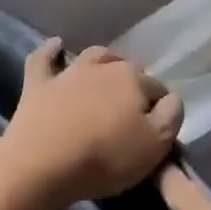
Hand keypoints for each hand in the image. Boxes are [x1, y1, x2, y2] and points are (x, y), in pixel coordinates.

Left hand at [0, 39, 183, 206]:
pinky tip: (56, 45)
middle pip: (127, 70)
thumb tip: (173, 98)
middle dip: (133, 84)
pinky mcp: (38, 85)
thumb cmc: (105, 157)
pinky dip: (50, 51)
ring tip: (107, 74)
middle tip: (132, 110)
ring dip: (103, 62)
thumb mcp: (155, 145)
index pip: (157, 89)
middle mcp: (103, 67)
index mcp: (134, 80)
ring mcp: (68, 73)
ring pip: (92, 57)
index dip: (159, 108)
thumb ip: (171, 116)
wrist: (42, 164)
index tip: (155, 129)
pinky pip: (43, 59)